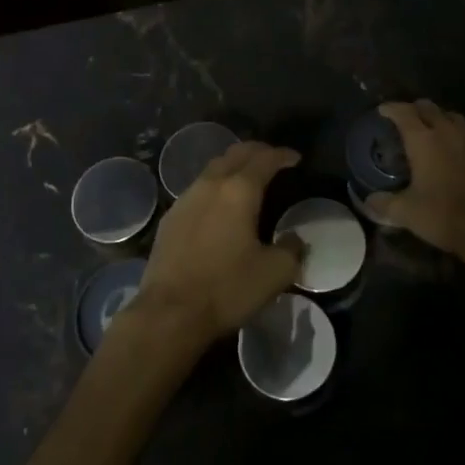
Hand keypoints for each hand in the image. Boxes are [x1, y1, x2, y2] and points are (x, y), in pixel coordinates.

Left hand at [129, 141, 303, 354]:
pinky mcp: (171, 217)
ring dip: (234, 165)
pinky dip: (216, 186)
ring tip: (248, 178)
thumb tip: (295, 239)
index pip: (265, 159)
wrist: (169, 312)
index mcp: (239, 190)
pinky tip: (219, 204)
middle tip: (273, 160)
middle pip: (236, 153)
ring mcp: (186, 198)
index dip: (283, 155)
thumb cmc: (227, 288)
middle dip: (257, 151)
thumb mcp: (274, 273)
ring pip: (214, 168)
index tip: (296, 158)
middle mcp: (211, 184)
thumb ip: (292, 250)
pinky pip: (198, 188)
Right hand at [367, 101, 464, 274]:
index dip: (391, 109)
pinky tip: (456, 147)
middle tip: (404, 120)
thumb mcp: (406, 213)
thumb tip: (368, 202)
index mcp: (423, 140)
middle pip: (428, 108)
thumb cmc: (443, 216)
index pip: (403, 113)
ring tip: (431, 129)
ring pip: (451, 116)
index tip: (382, 111)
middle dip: (414, 109)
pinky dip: (458, 132)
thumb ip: (384, 204)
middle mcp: (447, 132)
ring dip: (438, 117)